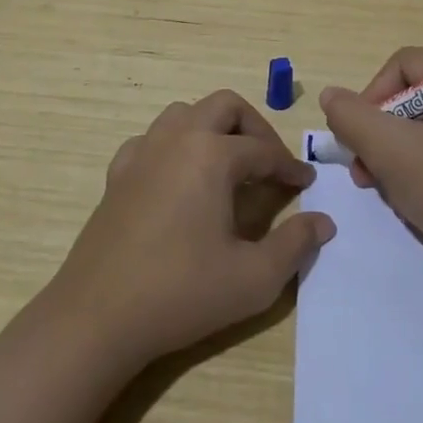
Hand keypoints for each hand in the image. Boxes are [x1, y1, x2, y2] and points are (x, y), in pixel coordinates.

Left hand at [49, 90, 334, 366]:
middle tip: (270, 163)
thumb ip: (296, 244)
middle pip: (224, 106)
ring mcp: (141, 154)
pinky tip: (179, 179)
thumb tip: (324, 222)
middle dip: (254, 127)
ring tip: (229, 165)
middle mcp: (176, 140)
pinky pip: (151, 140)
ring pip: (184, 114)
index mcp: (211, 155)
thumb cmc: (182, 293)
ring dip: (213, 128)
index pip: (263, 150)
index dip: (290, 166)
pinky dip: (174, 146)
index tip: (306, 183)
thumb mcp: (255, 278)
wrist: (98, 317)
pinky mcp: (117, 175)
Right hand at [319, 48, 422, 277]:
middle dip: (380, 129)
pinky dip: (415, 160)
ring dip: (392, 149)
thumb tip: (330, 95)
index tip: (358, 138)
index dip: (372, 96)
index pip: (406, 64)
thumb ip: (353, 118)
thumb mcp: (392, 152)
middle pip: (413, 92)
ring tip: (376, 183)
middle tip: (363, 167)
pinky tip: (404, 189)